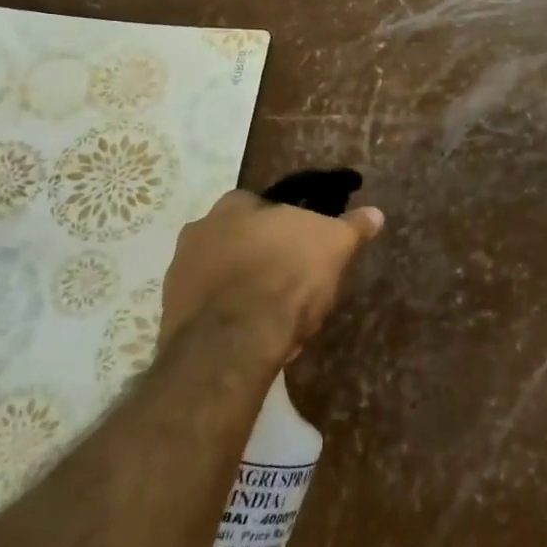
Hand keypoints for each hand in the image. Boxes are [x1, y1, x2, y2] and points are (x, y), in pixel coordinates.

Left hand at [159, 191, 383, 359]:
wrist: (233, 341)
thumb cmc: (286, 276)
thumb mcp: (333, 245)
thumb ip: (352, 227)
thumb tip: (375, 213)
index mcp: (233, 206)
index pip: (263, 206)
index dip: (288, 228)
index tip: (306, 249)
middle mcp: (198, 231)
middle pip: (241, 241)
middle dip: (264, 260)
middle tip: (295, 285)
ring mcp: (179, 275)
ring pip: (225, 278)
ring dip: (246, 291)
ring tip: (277, 318)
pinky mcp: (171, 316)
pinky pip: (211, 312)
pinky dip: (230, 320)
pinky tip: (255, 338)